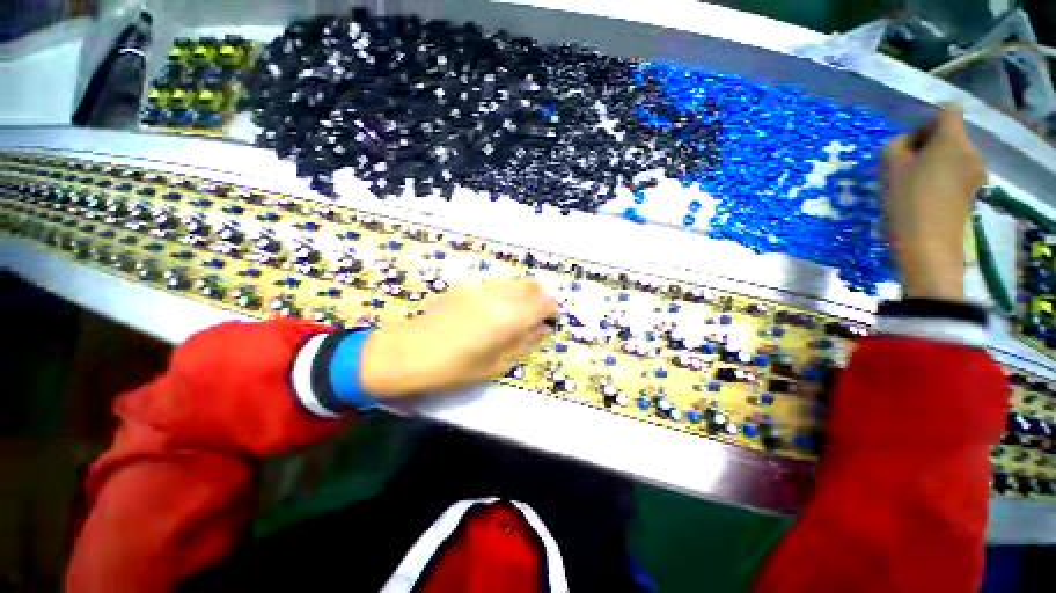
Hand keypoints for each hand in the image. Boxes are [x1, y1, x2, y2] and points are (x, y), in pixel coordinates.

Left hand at [358, 278, 558, 398]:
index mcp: (509, 317)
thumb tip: (543, 330)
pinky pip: (494, 285)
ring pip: (513, 283)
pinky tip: (489, 312)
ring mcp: (480, 287)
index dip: (552, 311)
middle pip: (530, 286)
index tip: (551, 321)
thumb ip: (524, 343)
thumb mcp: (496, 364)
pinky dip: (503, 294)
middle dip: (538, 300)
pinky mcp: (465, 286)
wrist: (407, 352)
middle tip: (533, 319)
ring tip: (512, 316)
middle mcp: (499, 296)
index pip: (544, 304)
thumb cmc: (454, 368)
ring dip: (521, 295)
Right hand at [882, 105, 986, 300]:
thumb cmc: (907, 204)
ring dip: (931, 162)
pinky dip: (939, 178)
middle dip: (926, 145)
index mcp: (952, 140)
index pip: (947, 111)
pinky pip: (955, 173)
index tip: (908, 142)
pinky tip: (923, 196)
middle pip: (950, 134)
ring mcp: (975, 174)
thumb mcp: (889, 169)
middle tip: (902, 166)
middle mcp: (971, 152)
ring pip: (952, 155)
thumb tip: (905, 144)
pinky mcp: (972, 193)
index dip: (926, 120)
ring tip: (910, 184)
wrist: (928, 249)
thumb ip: (894, 146)